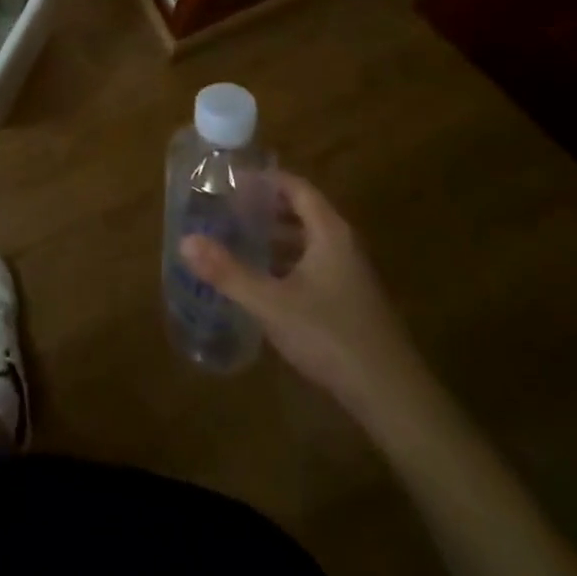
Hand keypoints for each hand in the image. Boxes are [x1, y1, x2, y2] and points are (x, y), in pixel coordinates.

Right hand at [181, 172, 431, 428]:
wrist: (391, 396)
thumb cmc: (330, 336)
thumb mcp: (271, 303)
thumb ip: (228, 272)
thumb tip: (185, 241)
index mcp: (329, 233)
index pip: (297, 187)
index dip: (265, 180)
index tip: (231, 179)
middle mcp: (343, 245)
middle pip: (302, 212)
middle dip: (265, 207)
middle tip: (226, 207)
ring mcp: (349, 274)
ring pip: (307, 241)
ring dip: (275, 236)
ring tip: (236, 238)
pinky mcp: (349, 301)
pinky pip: (312, 265)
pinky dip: (286, 262)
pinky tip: (262, 280)